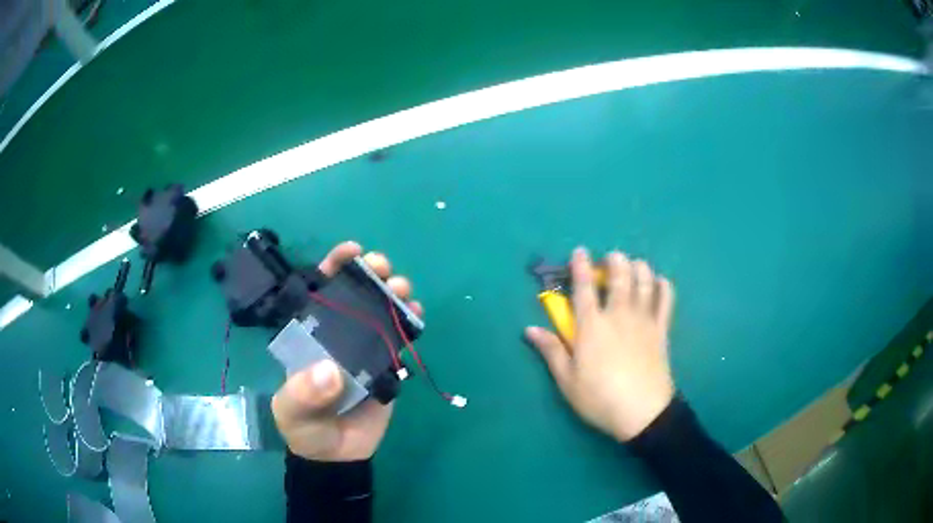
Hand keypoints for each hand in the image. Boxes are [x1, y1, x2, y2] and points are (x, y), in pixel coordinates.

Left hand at [271, 241, 422, 460]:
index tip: (351, 252)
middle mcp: (338, 334)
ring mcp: (365, 349)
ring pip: (381, 311)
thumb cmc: (305, 428)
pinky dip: (410, 322)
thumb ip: (304, 393)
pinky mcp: (388, 366)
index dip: (334, 267)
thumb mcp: (292, 411)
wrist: (336, 455)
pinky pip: (400, 339)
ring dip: (394, 293)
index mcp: (310, 335)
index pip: (319, 292)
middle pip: (356, 295)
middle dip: (370, 273)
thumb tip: (330, 370)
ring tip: (402, 288)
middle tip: (382, 268)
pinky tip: (416, 313)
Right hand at [526, 248, 674, 441]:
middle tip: (611, 258)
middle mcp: (619, 315)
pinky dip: (664, 287)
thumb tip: (529, 329)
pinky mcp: (661, 330)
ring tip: (634, 265)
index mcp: (592, 326)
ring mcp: (643, 320)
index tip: (580, 251)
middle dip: (615, 261)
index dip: (581, 266)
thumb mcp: (567, 380)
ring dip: (639, 267)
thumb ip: (551, 350)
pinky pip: (666, 300)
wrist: (642, 412)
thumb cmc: (599, 397)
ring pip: (644, 282)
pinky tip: (660, 282)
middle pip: (619, 276)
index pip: (584, 287)